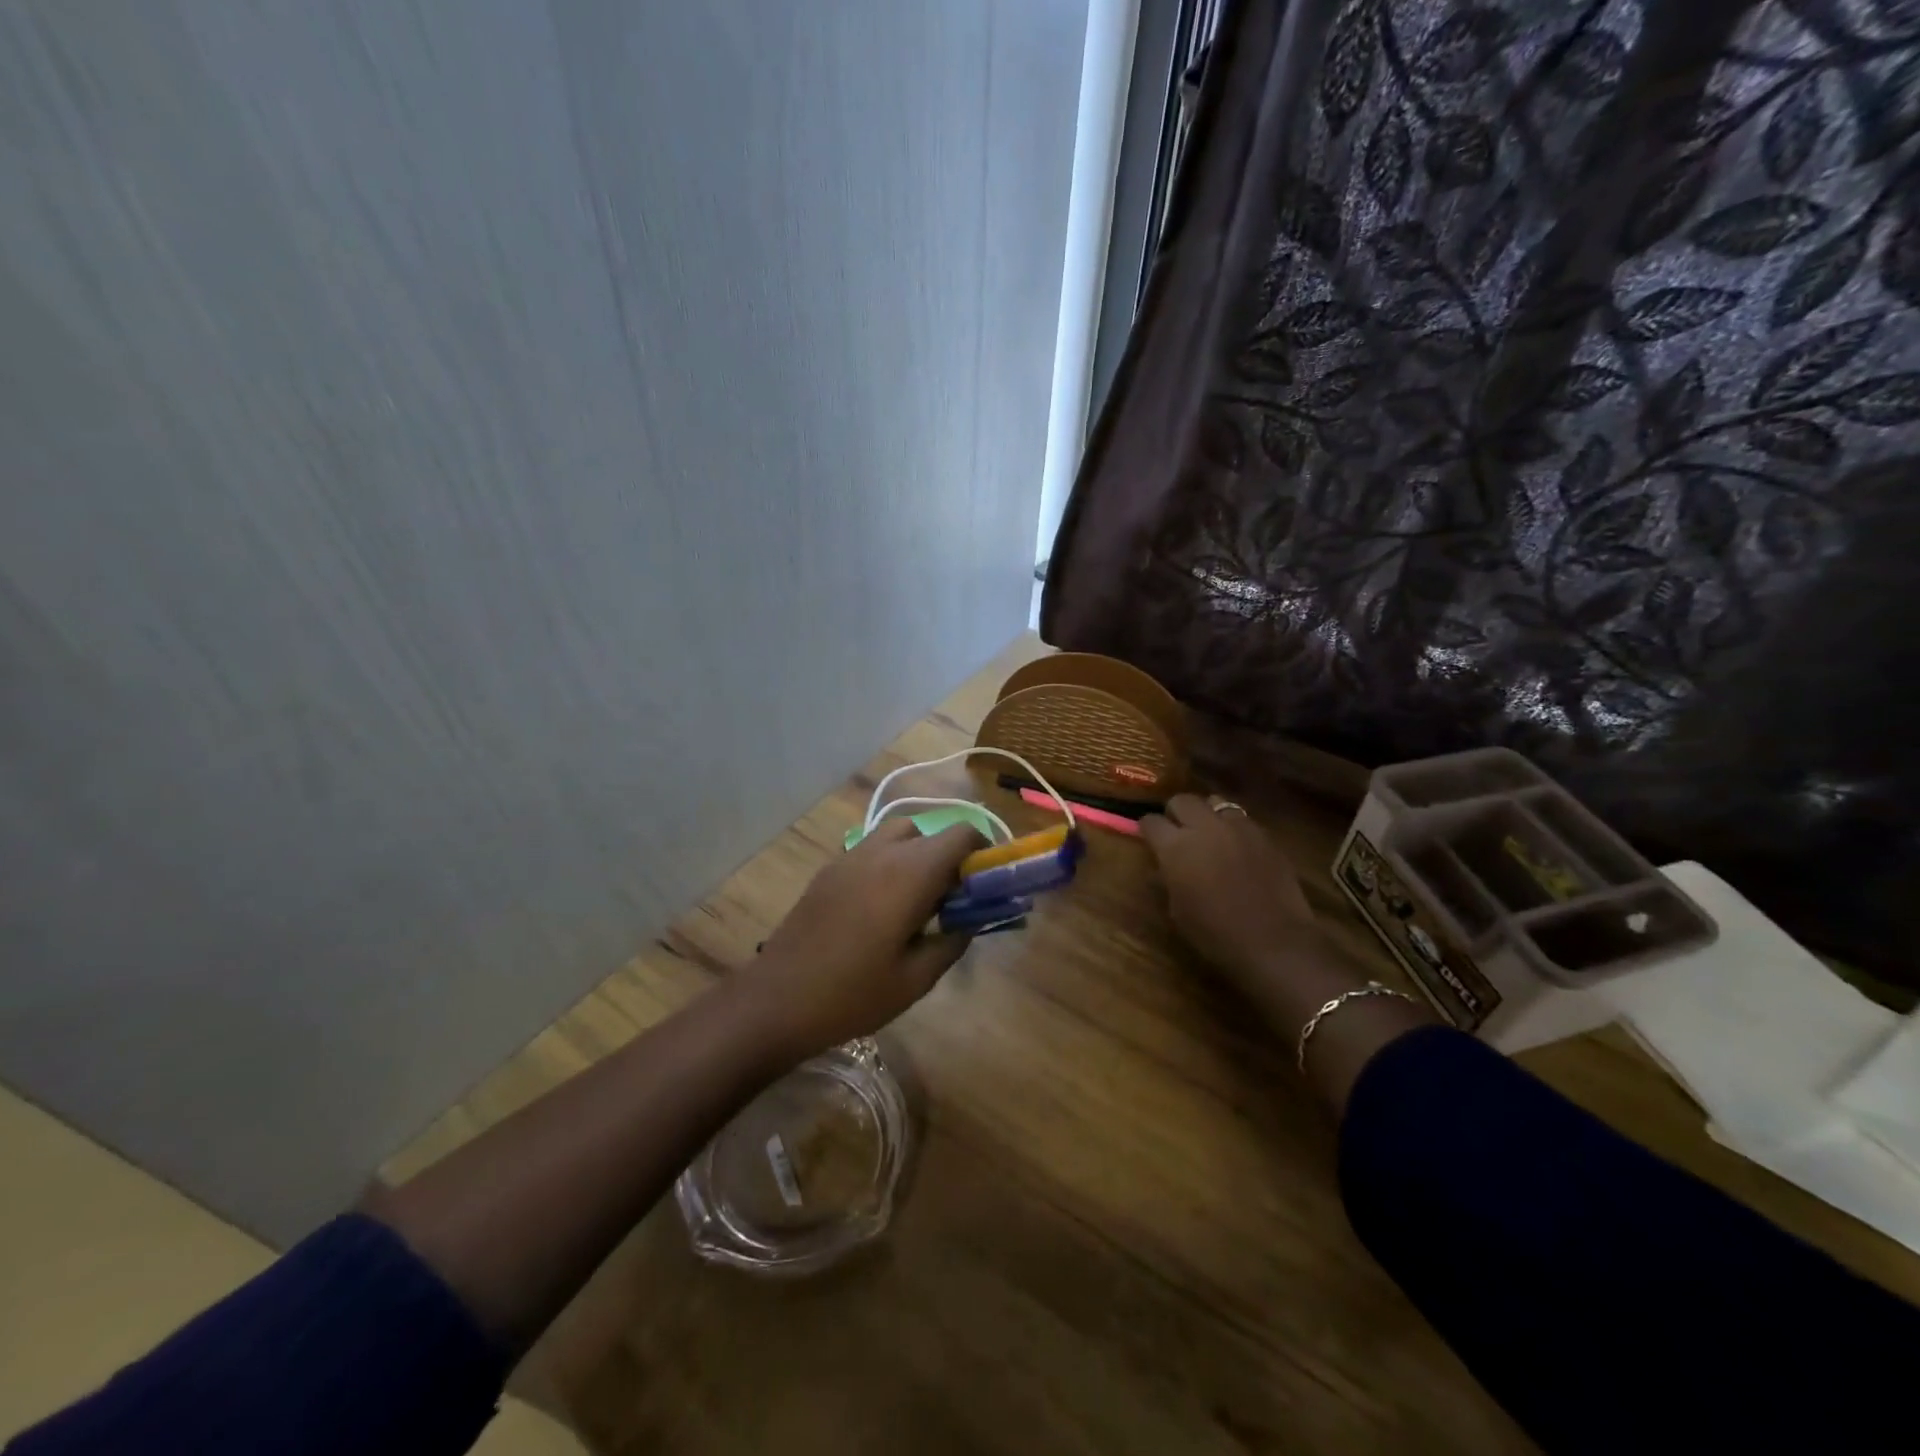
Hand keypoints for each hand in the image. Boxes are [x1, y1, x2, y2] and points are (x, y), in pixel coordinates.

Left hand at [736, 819, 986, 1060]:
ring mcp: (850, 857)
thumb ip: (952, 942)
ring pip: (898, 834)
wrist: (777, 1000)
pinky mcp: (829, 870)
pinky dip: (890, 862)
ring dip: (919, 854)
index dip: (983, 851)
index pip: (961, 834)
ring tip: (918, 899)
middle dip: (951, 856)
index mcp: (911, 873)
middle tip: (954, 898)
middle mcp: (882, 852)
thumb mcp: (916, 979)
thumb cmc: (853, 994)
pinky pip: (871, 850)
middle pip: (931, 831)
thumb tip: (970, 921)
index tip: (986, 883)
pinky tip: (881, 907)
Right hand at [1139, 794, 1328, 992]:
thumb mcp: (1177, 910)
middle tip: (1178, 831)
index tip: (1149, 838)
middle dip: (1175, 813)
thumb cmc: (1215, 933)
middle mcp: (1204, 827)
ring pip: (1214, 802)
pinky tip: (1237, 847)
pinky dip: (1232, 827)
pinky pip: (1241, 819)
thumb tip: (1162, 866)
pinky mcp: (1264, 835)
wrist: (1274, 942)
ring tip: (1209, 833)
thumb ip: (1168, 878)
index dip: (1147, 829)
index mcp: (1175, 847)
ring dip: (1206, 814)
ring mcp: (1237, 827)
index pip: (1150, 821)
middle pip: (1182, 800)